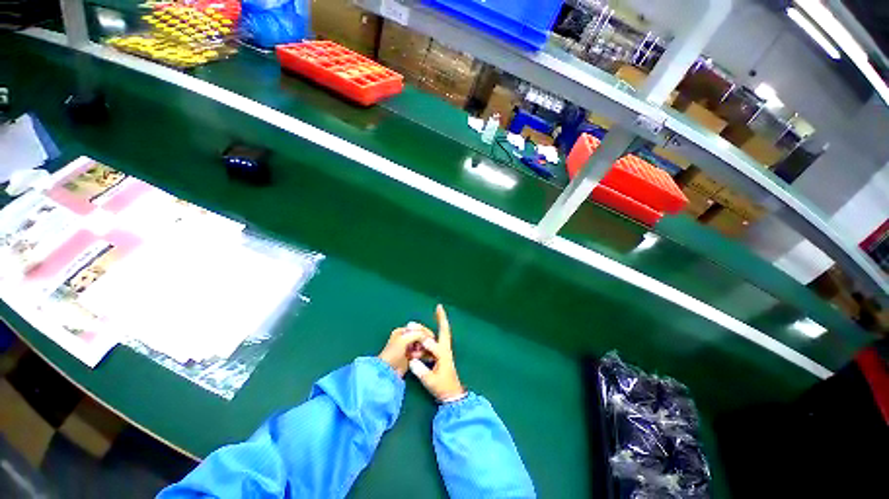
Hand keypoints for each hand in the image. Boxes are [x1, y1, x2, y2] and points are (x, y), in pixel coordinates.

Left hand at [379, 326, 431, 376]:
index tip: (432, 336)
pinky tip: (429, 357)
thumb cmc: (393, 353)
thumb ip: (416, 335)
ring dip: (424, 349)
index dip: (424, 331)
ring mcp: (408, 348)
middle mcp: (405, 338)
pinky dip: (425, 354)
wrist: (388, 371)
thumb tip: (427, 335)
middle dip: (424, 341)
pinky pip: (421, 353)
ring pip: (421, 345)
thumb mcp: (404, 340)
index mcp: (402, 331)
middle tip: (429, 346)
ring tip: (420, 354)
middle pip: (420, 336)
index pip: (416, 328)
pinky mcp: (411, 356)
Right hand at [409, 305, 465, 402]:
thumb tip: (412, 359)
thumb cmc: (442, 388)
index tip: (416, 344)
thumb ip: (421, 370)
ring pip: (442, 333)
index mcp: (443, 355)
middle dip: (441, 318)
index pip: (432, 344)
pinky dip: (438, 330)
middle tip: (439, 306)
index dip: (423, 343)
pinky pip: (439, 338)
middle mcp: (445, 349)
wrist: (453, 395)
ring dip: (439, 322)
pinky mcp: (443, 354)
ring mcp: (445, 351)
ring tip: (437, 312)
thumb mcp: (430, 381)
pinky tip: (434, 327)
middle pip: (444, 330)